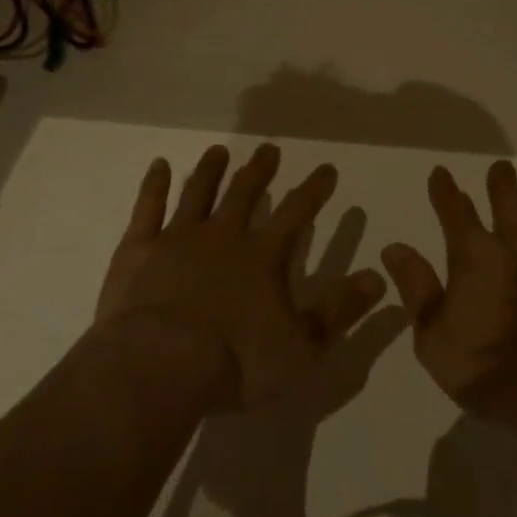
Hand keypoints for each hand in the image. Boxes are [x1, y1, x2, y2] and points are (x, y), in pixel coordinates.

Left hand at [95, 142, 386, 408]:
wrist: (158, 368)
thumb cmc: (236, 362)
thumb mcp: (302, 347)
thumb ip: (340, 310)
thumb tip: (378, 277)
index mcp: (262, 256)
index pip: (297, 212)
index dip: (314, 189)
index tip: (326, 169)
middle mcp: (223, 236)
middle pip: (245, 193)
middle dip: (260, 170)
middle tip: (269, 148)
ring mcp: (178, 238)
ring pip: (199, 192)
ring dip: (211, 170)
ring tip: (219, 151)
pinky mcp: (139, 250)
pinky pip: (148, 208)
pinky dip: (154, 185)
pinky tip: (158, 165)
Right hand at [381, 161, 516, 429]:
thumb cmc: (492, 371)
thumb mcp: (435, 340)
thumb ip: (417, 290)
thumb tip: (394, 248)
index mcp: (477, 256)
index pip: (455, 211)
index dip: (445, 190)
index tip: (441, 172)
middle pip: (509, 200)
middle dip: (501, 181)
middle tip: (501, 167)